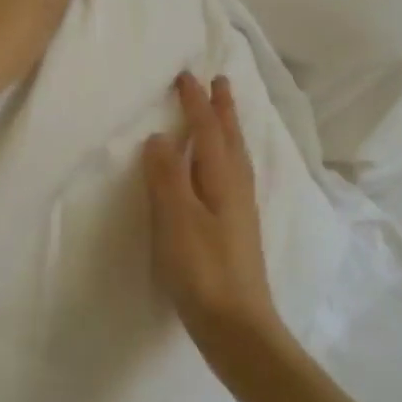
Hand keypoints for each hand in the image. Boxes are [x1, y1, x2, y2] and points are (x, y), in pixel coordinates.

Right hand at [144, 72, 286, 357]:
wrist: (237, 325)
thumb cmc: (203, 270)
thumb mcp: (176, 219)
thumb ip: (167, 176)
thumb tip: (161, 137)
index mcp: (223, 179)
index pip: (208, 130)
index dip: (197, 103)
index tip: (187, 75)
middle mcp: (237, 188)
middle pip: (230, 139)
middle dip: (223, 109)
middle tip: (220, 81)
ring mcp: (241, 210)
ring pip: (235, 156)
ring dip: (228, 129)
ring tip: (224, 115)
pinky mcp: (238, 229)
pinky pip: (233, 175)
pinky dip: (227, 156)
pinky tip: (221, 171)